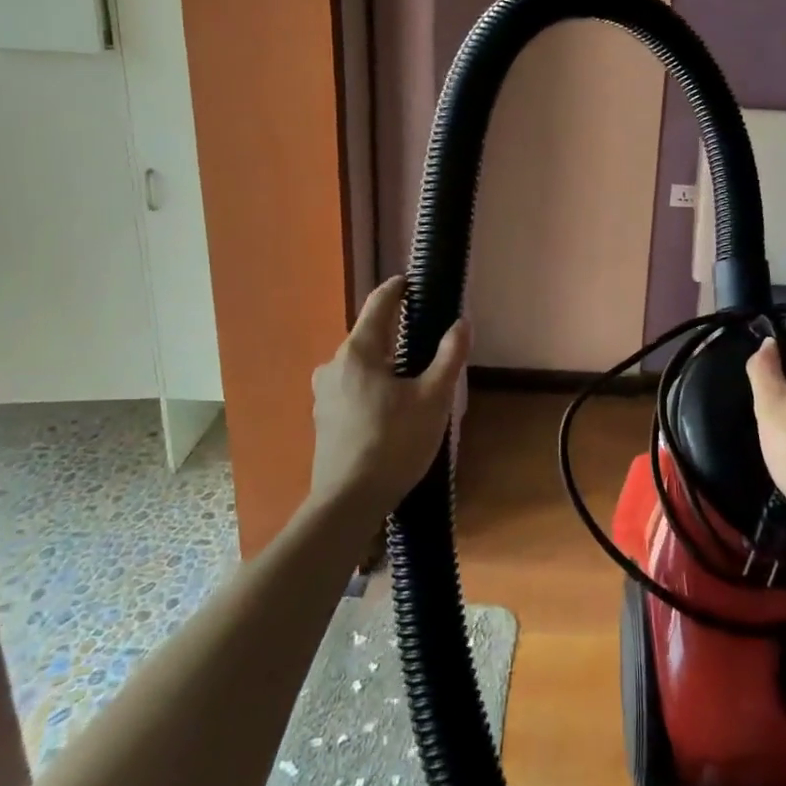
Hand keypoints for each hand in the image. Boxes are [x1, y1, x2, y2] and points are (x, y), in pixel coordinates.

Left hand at [309, 276, 468, 518]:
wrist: (347, 504)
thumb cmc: (393, 444)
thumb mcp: (434, 398)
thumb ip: (450, 356)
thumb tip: (462, 322)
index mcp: (359, 351)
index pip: (379, 303)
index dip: (398, 288)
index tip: (415, 281)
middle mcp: (334, 364)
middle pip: (370, 334)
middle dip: (398, 331)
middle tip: (429, 338)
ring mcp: (324, 392)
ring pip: (362, 363)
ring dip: (387, 361)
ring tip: (415, 377)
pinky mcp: (323, 417)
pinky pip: (353, 386)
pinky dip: (375, 384)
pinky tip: (393, 407)